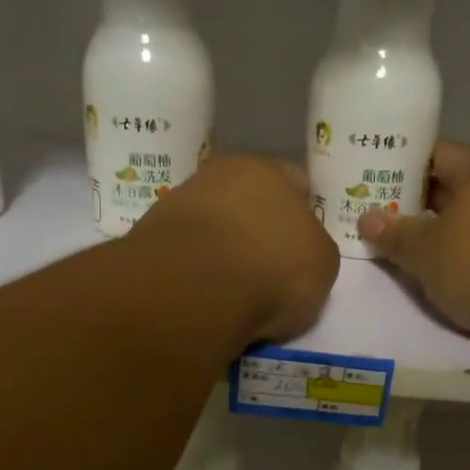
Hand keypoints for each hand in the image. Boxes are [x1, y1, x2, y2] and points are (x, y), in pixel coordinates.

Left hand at [128, 154, 338, 341]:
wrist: (193, 289)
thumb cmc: (272, 268)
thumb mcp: (322, 266)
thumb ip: (312, 252)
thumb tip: (296, 257)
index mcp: (268, 170)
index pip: (295, 181)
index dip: (304, 213)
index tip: (304, 246)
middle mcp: (218, 175)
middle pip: (247, 203)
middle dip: (258, 232)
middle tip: (269, 271)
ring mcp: (177, 205)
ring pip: (212, 229)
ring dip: (223, 254)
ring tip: (235, 295)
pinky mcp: (148, 240)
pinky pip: (185, 257)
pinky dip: (195, 275)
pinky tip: (205, 299)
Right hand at [358, 140, 469, 350]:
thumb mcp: (427, 254)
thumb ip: (395, 235)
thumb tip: (367, 217)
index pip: (434, 152)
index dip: (402, 165)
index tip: (374, 182)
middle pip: (459, 184)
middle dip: (423, 203)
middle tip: (387, 221)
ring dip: (453, 230)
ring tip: (421, 251)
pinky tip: (466, 272)